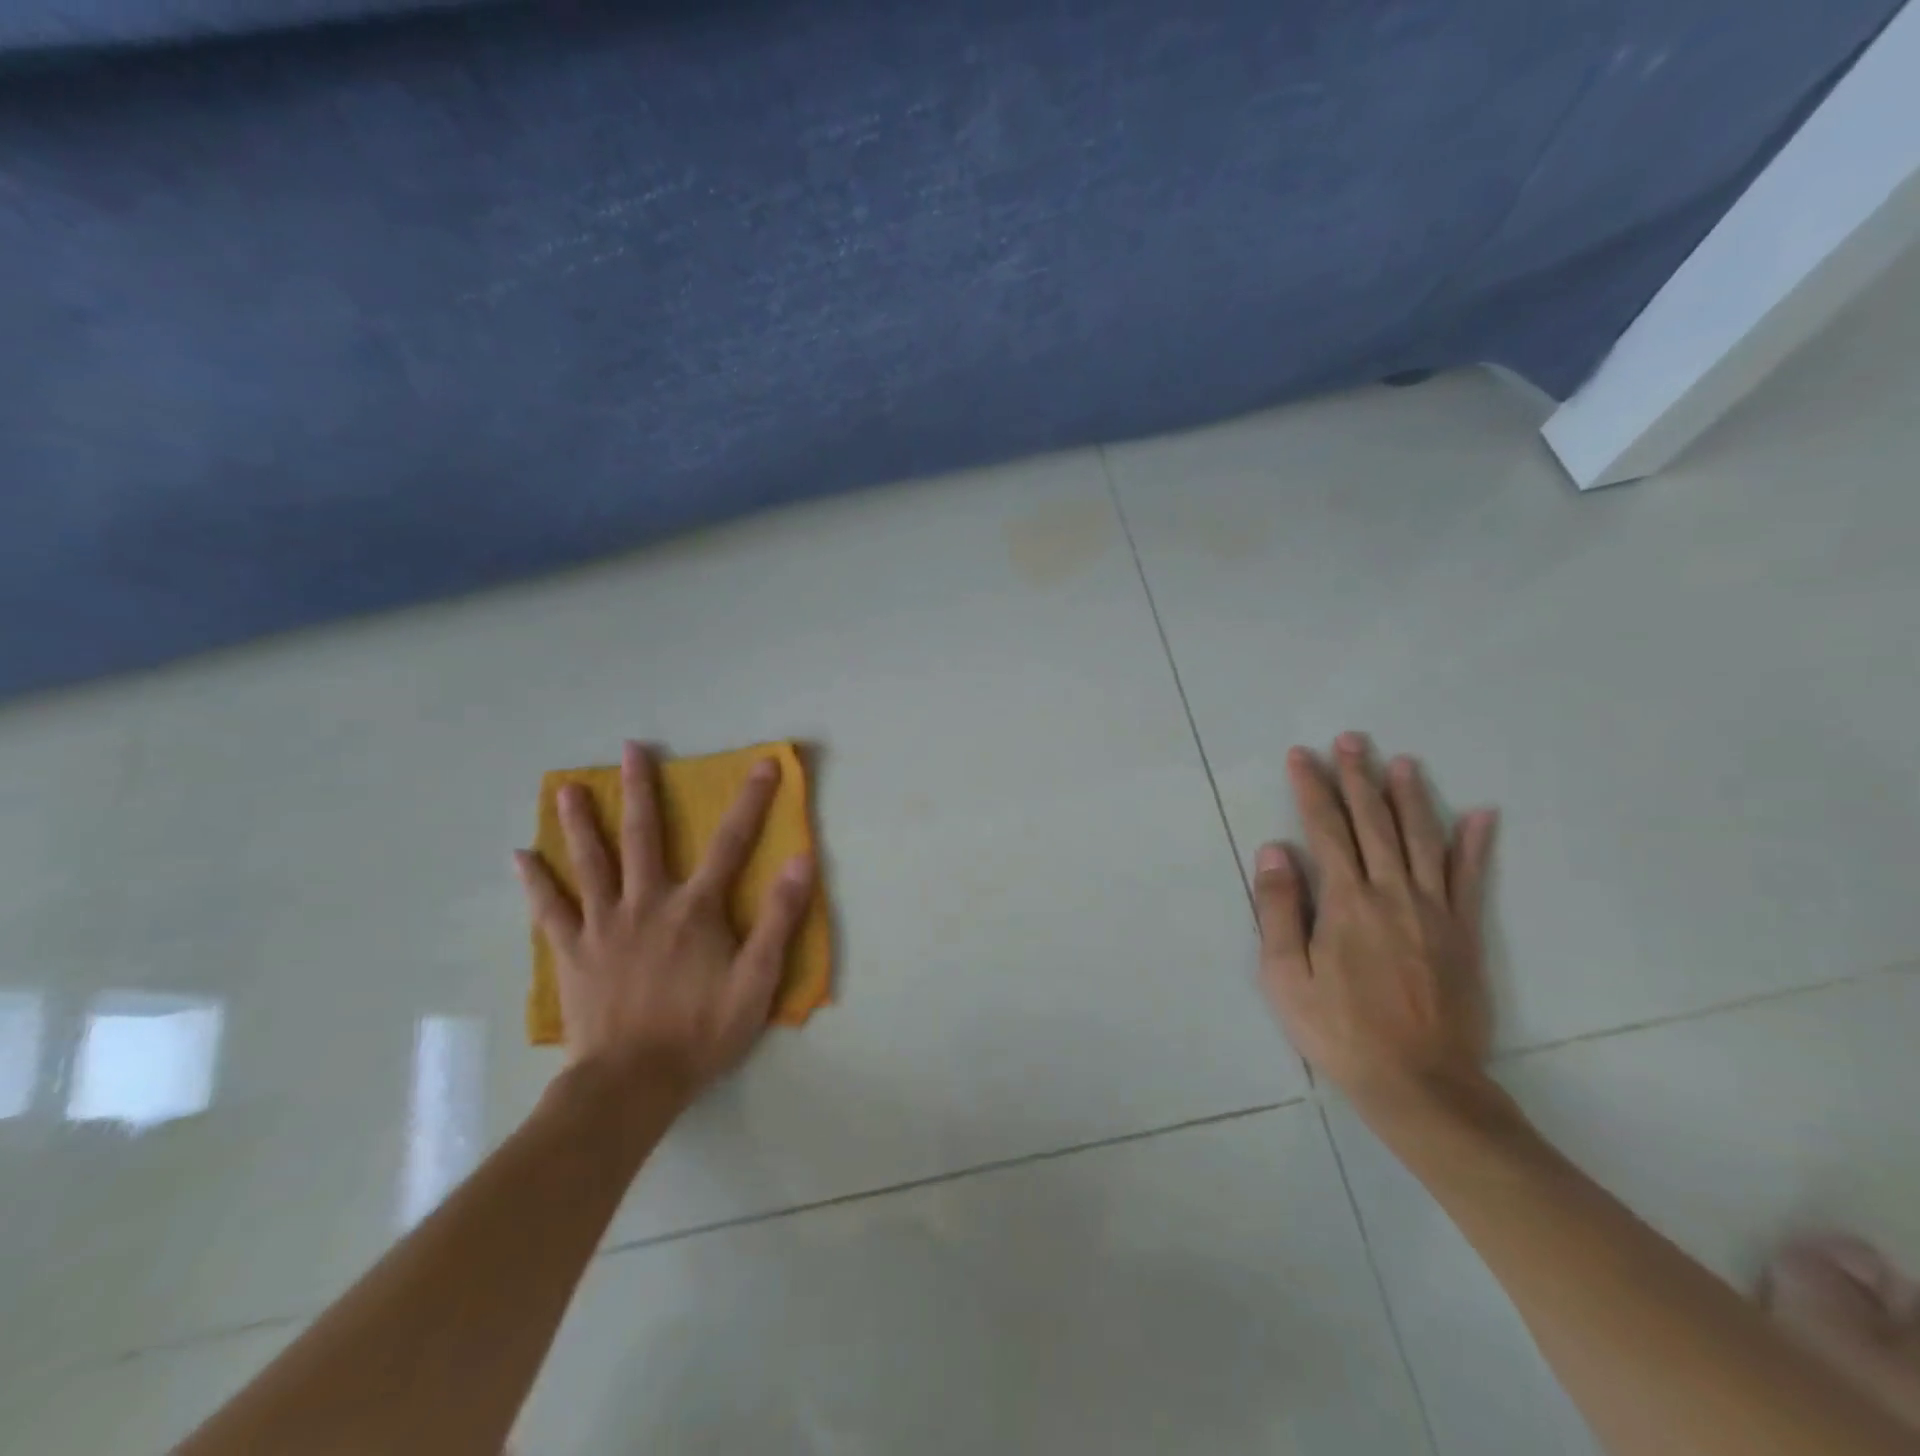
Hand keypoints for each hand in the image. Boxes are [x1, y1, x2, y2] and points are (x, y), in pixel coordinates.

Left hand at [513, 740, 813, 1107]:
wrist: (631, 1085)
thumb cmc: (700, 1032)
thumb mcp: (757, 981)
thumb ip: (779, 918)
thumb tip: (800, 860)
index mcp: (695, 909)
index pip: (731, 843)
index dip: (752, 800)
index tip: (764, 763)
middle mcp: (647, 903)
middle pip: (644, 837)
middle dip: (642, 790)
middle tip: (631, 749)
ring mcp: (603, 926)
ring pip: (591, 863)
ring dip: (581, 823)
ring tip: (567, 788)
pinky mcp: (572, 953)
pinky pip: (549, 910)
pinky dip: (536, 882)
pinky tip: (521, 857)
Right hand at [1253, 732, 1497, 1118]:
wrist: (1420, 1084)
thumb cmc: (1339, 1030)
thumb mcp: (1286, 976)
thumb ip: (1280, 910)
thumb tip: (1275, 850)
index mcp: (1346, 902)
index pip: (1325, 829)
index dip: (1312, 789)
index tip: (1301, 756)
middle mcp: (1392, 893)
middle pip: (1374, 823)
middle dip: (1358, 778)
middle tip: (1350, 740)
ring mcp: (1434, 911)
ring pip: (1422, 839)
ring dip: (1410, 797)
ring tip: (1401, 762)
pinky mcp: (1463, 933)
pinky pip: (1471, 878)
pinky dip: (1474, 844)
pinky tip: (1480, 815)